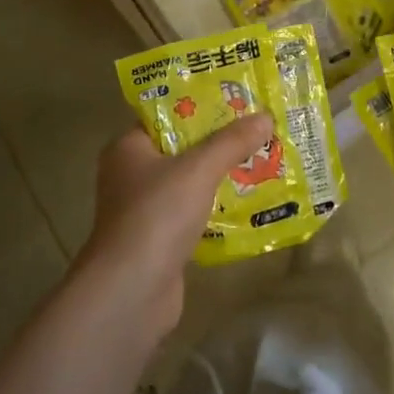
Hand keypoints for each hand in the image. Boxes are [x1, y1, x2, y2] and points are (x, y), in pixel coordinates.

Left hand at [78, 114, 273, 334]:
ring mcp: (143, 210)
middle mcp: (130, 175)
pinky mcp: (158, 241)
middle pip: (181, 148)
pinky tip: (249, 203)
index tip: (238, 101)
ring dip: (220, 176)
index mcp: (128, 147)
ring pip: (189, 183)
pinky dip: (216, 208)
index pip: (166, 116)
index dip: (202, 105)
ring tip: (262, 161)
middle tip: (258, 129)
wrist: (131, 292)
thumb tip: (265, 116)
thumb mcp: (199, 169)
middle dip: (219, 142)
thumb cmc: (157, 215)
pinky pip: (193, 214)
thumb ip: (232, 142)